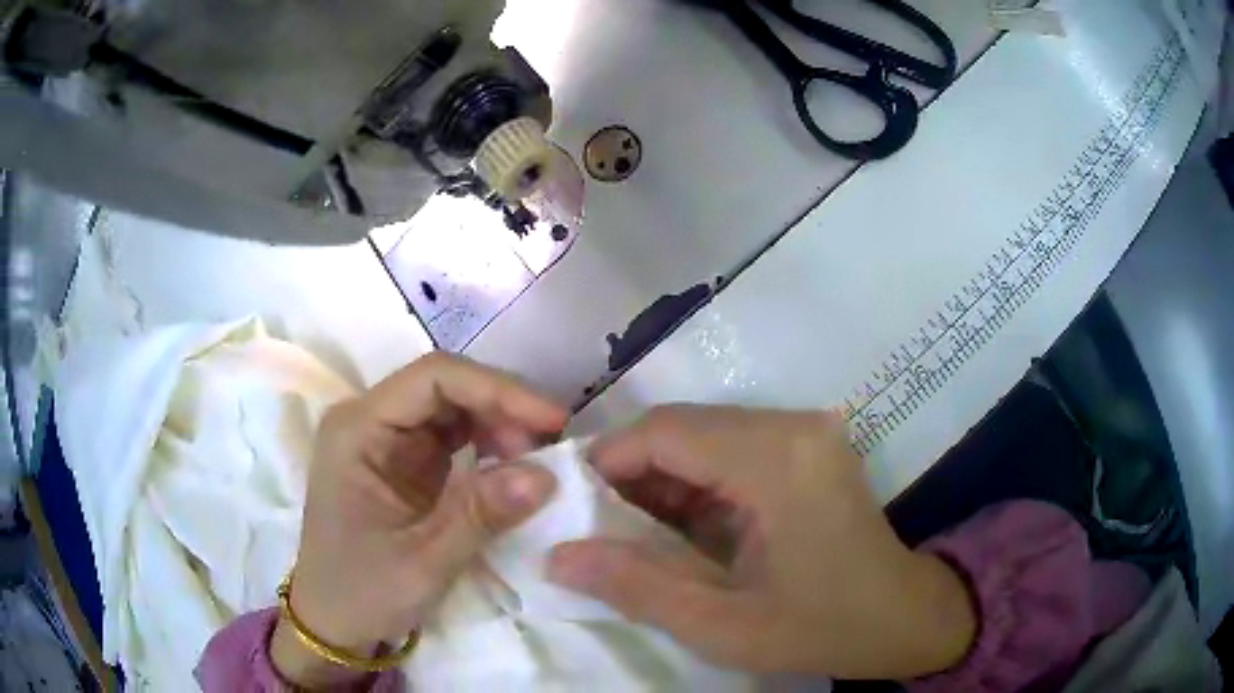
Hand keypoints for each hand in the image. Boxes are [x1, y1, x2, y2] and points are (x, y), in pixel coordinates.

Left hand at [271, 353, 567, 687]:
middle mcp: (369, 421)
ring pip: (453, 408)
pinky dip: (488, 446)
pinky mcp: (403, 462)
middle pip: (445, 387)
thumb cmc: (363, 592)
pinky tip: (512, 467)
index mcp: (357, 430)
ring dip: (499, 425)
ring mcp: (386, 440)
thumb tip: (546, 476)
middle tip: (550, 447)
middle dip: (502, 408)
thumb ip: (481, 515)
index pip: (433, 379)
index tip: (552, 421)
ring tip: (536, 459)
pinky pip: (452, 437)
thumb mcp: (424, 562)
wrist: (333, 622)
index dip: (497, 390)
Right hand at [548, 405, 975, 679]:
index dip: (608, 461)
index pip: (666, 432)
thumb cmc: (821, 628)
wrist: (904, 617)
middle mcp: (793, 427)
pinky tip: (681, 526)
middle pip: (684, 427)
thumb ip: (635, 587)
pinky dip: (696, 482)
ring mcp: (805, 431)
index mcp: (777, 461)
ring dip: (662, 479)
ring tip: (632, 532)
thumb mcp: (722, 625)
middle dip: (631, 473)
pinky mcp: (808, 445)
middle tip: (596, 526)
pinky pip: (731, 448)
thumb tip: (556, 557)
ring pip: (704, 435)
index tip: (571, 505)